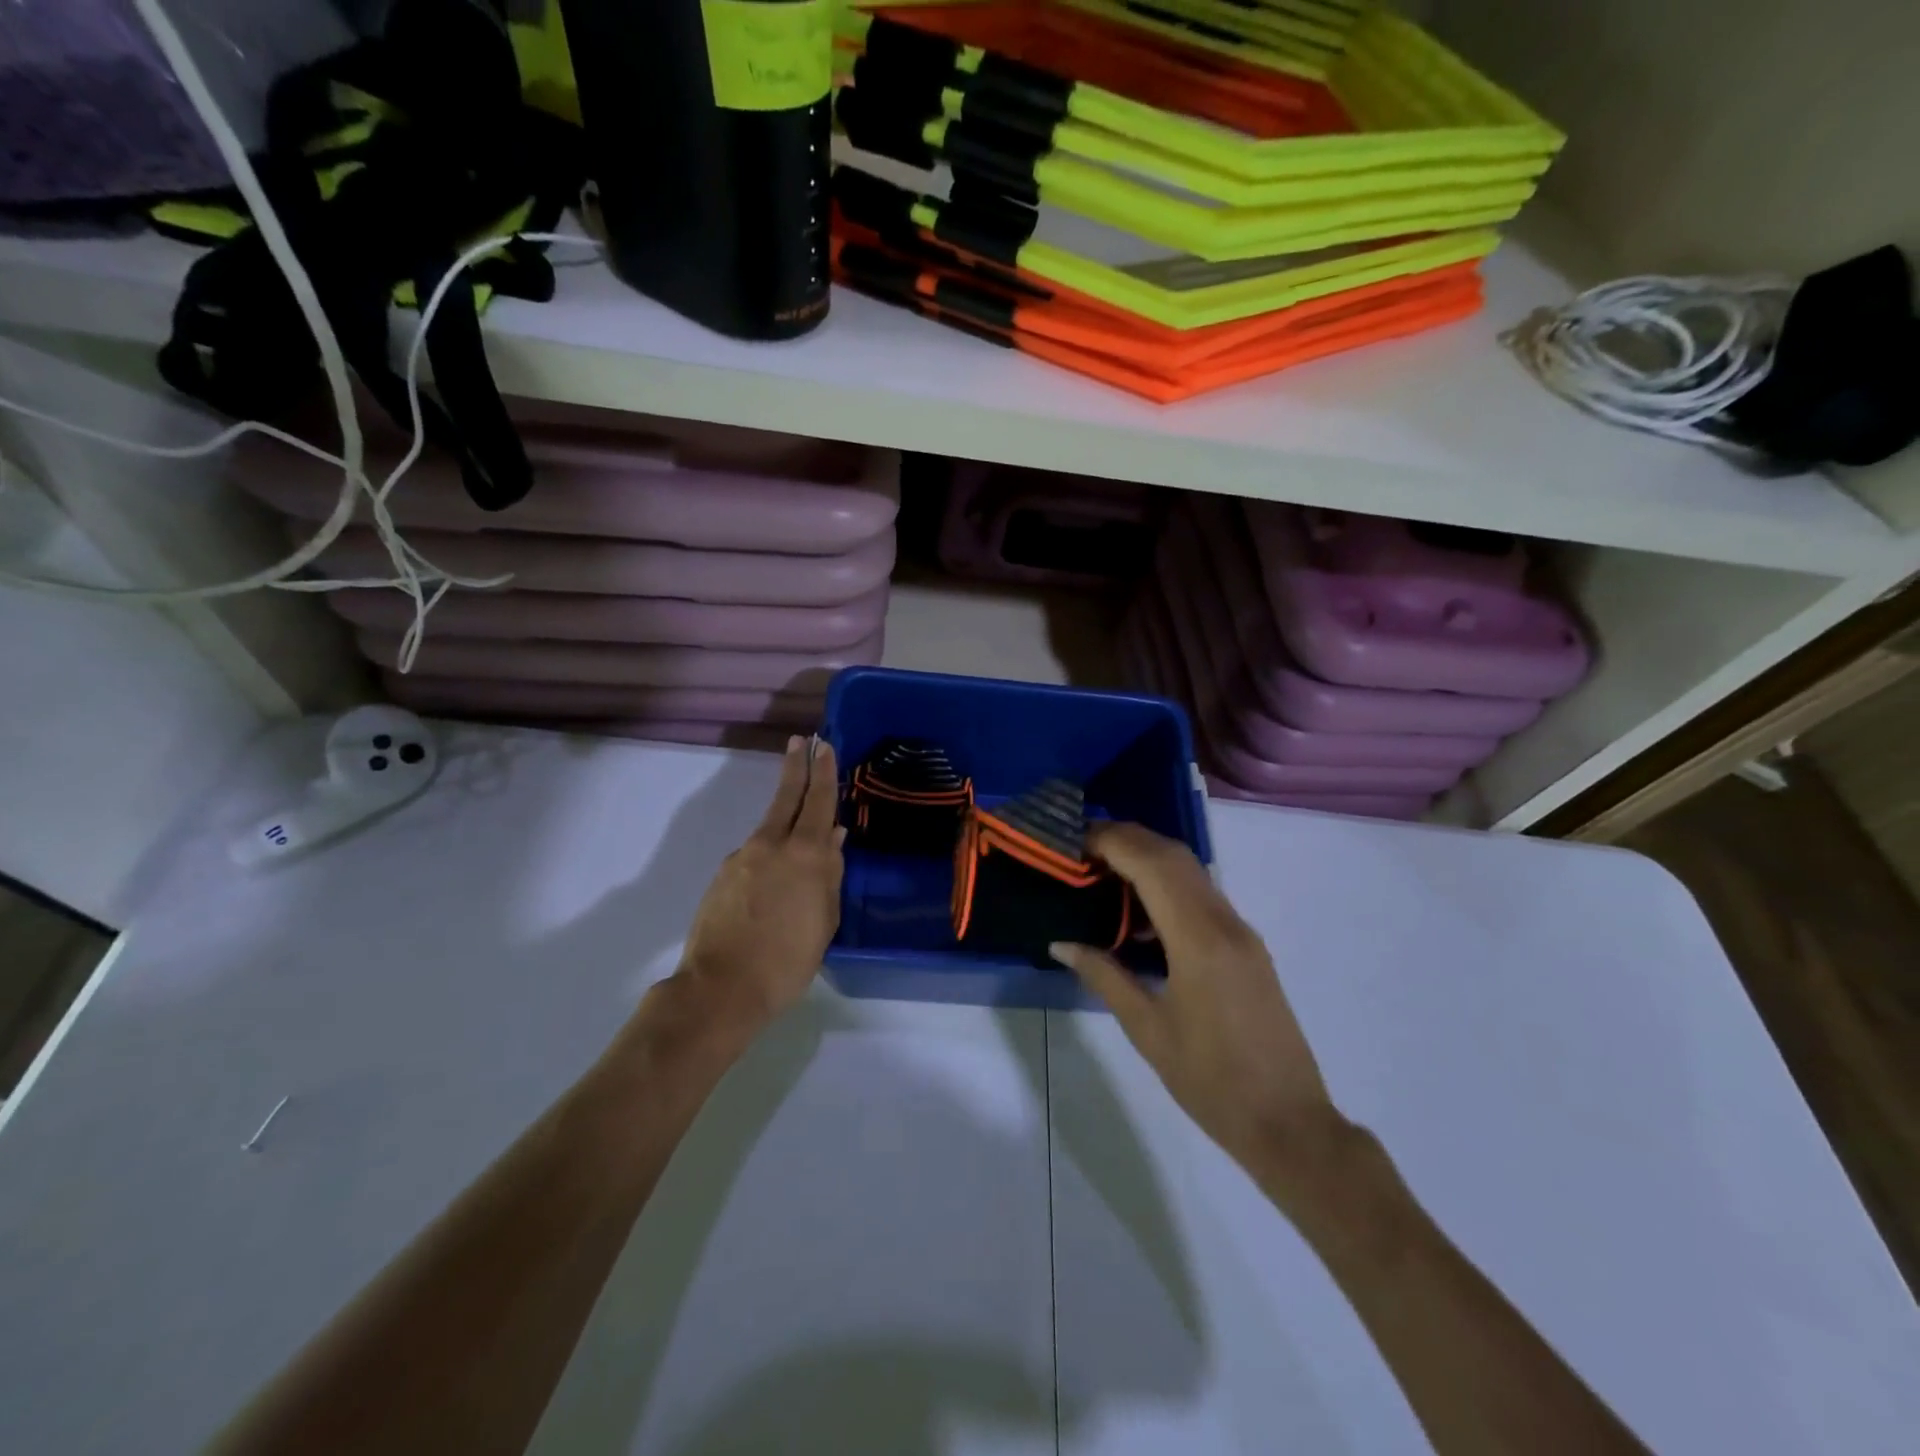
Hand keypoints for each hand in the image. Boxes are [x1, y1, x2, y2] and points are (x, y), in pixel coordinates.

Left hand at [676, 735, 844, 1036]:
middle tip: (800, 741)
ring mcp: (742, 858)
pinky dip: (769, 854)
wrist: (721, 988)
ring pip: (770, 828)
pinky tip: (774, 881)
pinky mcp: (723, 876)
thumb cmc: (787, 960)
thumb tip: (832, 838)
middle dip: (796, 766)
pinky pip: (754, 855)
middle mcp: (771, 845)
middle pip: (786, 797)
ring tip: (799, 833)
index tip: (823, 746)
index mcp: (805, 855)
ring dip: (784, 818)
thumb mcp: (824, 921)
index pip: (818, 801)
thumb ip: (829, 875)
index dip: (823, 772)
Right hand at [1051, 822, 1344, 1179]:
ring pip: (1192, 871)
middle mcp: (1225, 922)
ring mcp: (1242, 932)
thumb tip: (1061, 942)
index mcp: (1198, 940)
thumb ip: (1104, 975)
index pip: (1152, 864)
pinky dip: (1168, 884)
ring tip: (1102, 870)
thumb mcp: (1147, 1029)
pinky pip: (1203, 896)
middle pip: (1174, 855)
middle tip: (1082, 848)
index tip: (1073, 841)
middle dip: (1127, 838)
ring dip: (1148, 857)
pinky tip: (1140, 910)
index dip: (1111, 842)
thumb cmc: (1210, 1082)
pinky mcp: (1248, 947)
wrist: (1289, 1123)